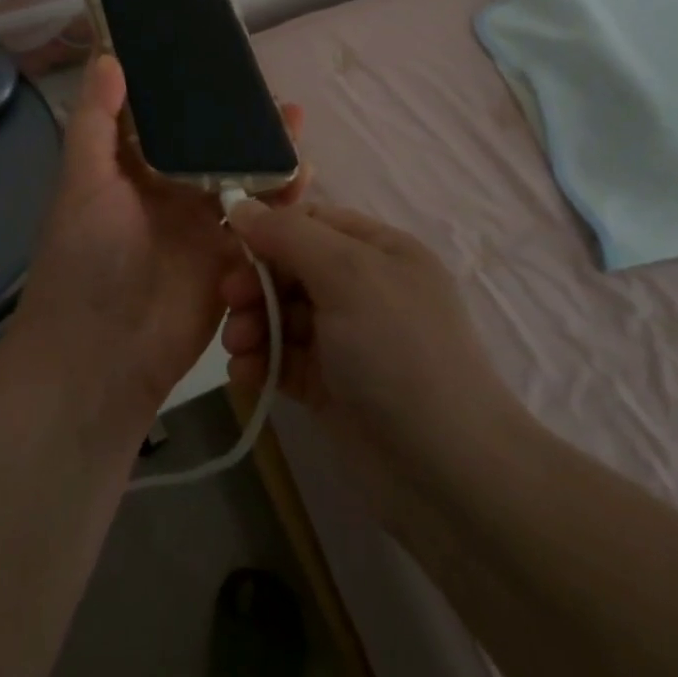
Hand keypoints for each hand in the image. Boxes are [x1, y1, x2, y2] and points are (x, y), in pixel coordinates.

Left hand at [10, 55, 305, 425]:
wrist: (102, 354)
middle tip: (276, 98)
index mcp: (133, 170)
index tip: (222, 63)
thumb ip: (97, 122)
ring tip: (295, 124)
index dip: (194, 93)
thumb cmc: (84, 258)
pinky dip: (281, 201)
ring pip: (242, 180)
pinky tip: (303, 177)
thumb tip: (107, 57)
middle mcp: (170, 192)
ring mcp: (202, 227)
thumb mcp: (82, 182)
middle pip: (214, 148)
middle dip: (243, 124)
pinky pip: (260, 225)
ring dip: (268, 154)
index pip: (169, 120)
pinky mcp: (229, 260)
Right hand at [220, 203, 531, 509]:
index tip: (231, 246)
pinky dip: (260, 362)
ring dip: (252, 324)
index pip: (311, 222)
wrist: (448, 472)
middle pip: (291, 267)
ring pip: (282, 314)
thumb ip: (290, 236)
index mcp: (379, 251)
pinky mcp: (329, 385)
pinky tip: (244, 374)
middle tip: (229, 302)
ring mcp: (346, 339)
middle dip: (256, 282)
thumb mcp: (348, 275)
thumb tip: (240, 204)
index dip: (269, 229)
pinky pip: (284, 359)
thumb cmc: (399, 352)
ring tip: (237, 347)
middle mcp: (363, 288)